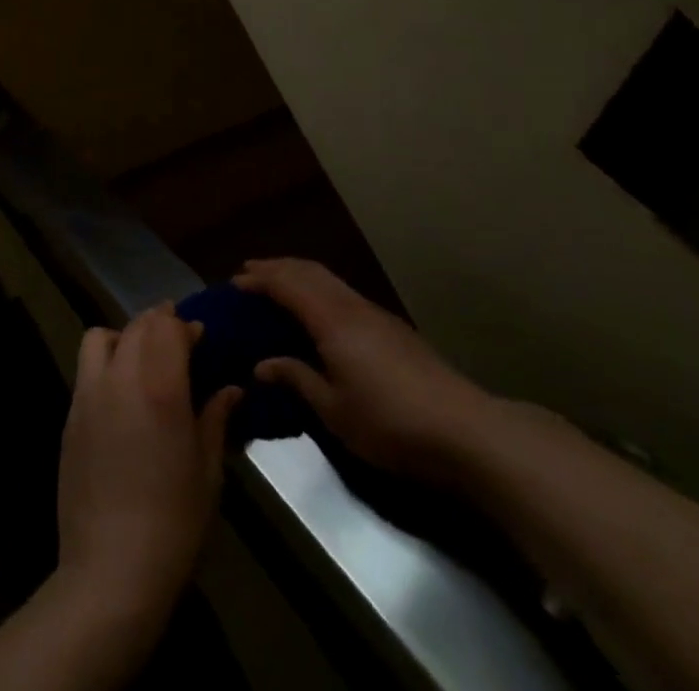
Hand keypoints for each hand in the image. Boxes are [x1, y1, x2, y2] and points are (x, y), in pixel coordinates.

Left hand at [55, 305, 241, 633]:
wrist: (111, 569)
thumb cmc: (174, 523)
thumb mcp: (208, 472)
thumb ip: (216, 419)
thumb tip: (231, 389)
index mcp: (160, 387)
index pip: (169, 328)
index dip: (186, 325)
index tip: (201, 336)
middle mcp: (121, 378)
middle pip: (137, 326)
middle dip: (159, 323)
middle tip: (178, 341)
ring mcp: (89, 394)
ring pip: (101, 336)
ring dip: (124, 336)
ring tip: (141, 359)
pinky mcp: (70, 415)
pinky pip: (86, 369)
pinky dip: (104, 362)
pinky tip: (120, 393)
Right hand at [235, 258, 499, 481]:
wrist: (463, 429)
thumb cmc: (390, 423)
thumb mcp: (334, 410)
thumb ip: (297, 379)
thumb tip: (261, 364)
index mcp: (332, 320)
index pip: (288, 285)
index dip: (260, 280)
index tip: (234, 282)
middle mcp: (351, 306)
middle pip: (309, 271)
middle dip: (277, 267)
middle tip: (250, 271)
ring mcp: (376, 314)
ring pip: (330, 279)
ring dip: (300, 274)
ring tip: (279, 282)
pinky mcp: (392, 327)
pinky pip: (343, 292)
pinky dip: (320, 288)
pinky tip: (319, 308)